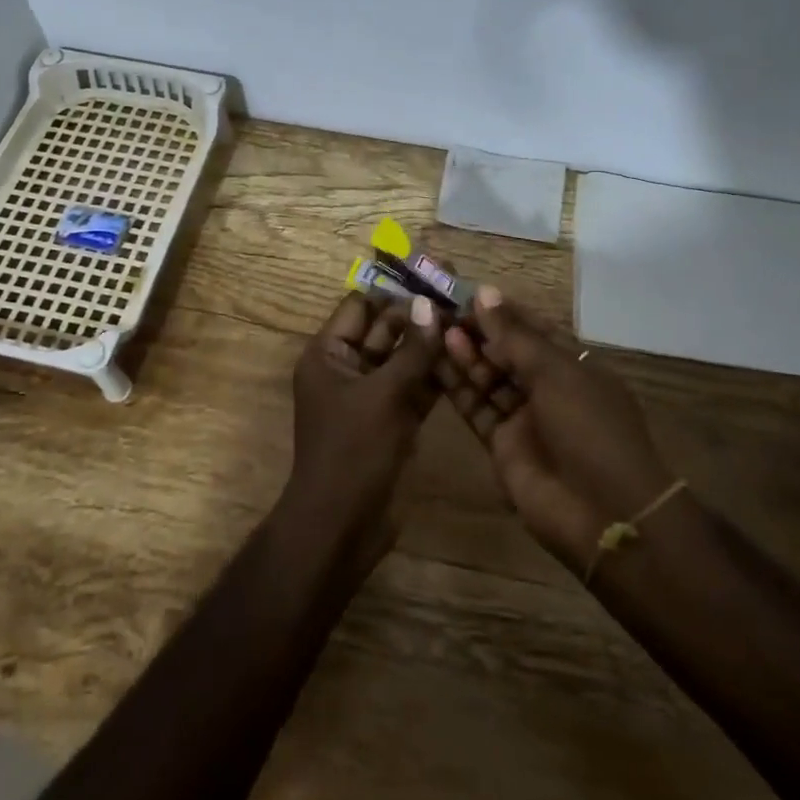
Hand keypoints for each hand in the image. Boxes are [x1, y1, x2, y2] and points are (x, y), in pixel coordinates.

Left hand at [284, 291, 442, 569]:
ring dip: (432, 342)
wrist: (343, 525)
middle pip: (386, 329)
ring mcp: (372, 395)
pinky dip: (436, 373)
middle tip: (461, 292)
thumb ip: (411, 350)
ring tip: (471, 316)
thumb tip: (429, 303)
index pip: (360, 306)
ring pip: (404, 358)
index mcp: (328, 355)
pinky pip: (415, 386)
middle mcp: (348, 368)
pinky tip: (468, 355)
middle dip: (419, 314)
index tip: (432, 274)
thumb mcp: (383, 395)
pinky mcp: (393, 419)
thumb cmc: (353, 452)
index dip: (394, 289)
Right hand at [442, 288, 675, 573]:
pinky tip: (436, 361)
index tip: (465, 293)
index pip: (532, 329)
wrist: (602, 513)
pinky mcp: (503, 444)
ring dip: (464, 355)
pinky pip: (477, 407)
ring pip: (489, 378)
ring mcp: (526, 417)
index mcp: (574, 365)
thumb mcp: (554, 372)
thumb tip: (483, 292)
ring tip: (435, 329)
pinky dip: (458, 386)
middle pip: (507, 352)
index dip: (501, 311)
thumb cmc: (589, 427)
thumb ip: (513, 335)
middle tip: (440, 309)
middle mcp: (549, 388)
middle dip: (478, 331)